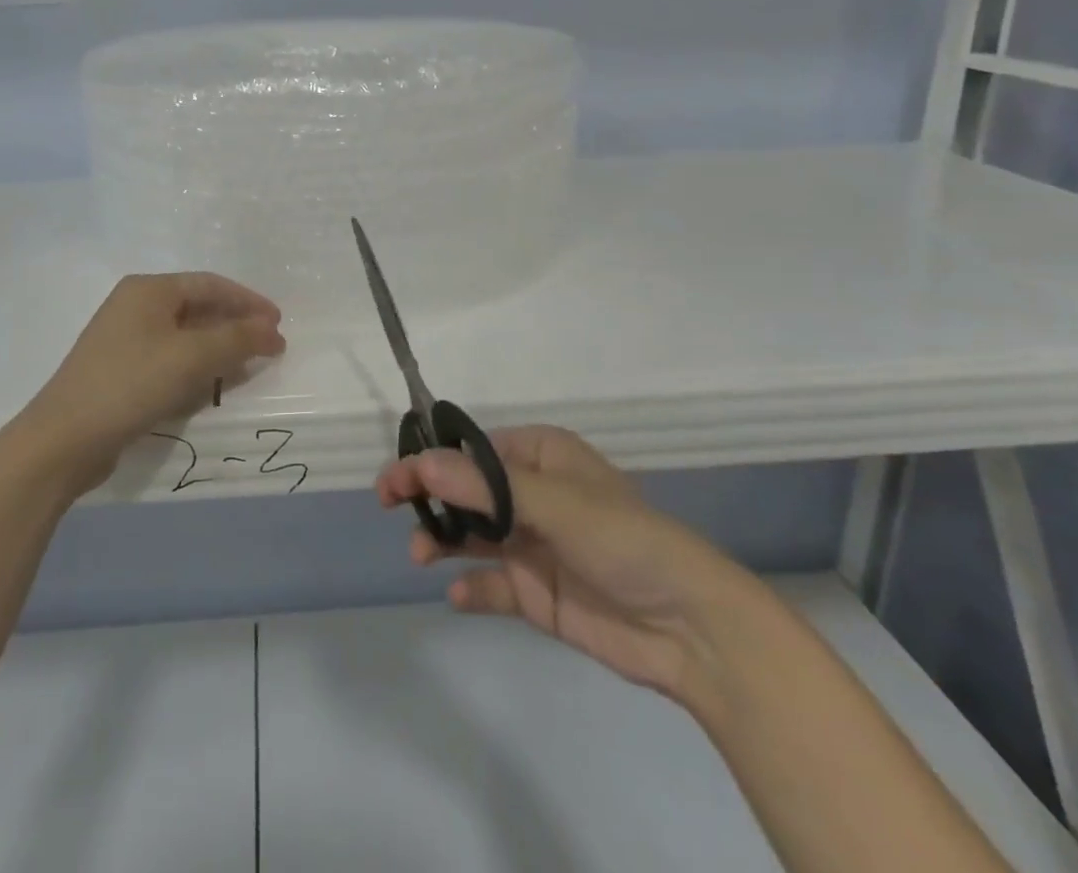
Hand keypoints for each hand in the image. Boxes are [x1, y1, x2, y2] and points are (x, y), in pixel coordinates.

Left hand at [17, 273, 284, 491]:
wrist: (63, 440)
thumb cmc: (131, 384)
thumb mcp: (191, 357)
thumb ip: (237, 339)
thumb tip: (273, 329)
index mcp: (148, 289)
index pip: (210, 285)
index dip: (248, 302)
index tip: (278, 323)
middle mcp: (135, 307)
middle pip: (197, 308)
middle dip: (234, 327)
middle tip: (267, 347)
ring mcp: (124, 340)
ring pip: (184, 337)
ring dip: (217, 350)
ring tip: (246, 368)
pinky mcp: (119, 372)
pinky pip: (168, 361)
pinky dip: (194, 369)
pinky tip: (210, 388)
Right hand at [376, 425, 756, 707]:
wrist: (688, 629)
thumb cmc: (623, 540)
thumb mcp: (554, 503)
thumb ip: (486, 487)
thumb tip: (422, 463)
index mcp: (541, 457)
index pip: (473, 449)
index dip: (433, 458)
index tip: (398, 476)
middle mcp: (532, 494)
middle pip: (466, 489)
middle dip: (429, 496)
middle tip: (389, 505)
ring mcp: (533, 544)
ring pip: (471, 535)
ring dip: (441, 540)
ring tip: (419, 556)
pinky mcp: (536, 592)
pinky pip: (491, 584)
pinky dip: (471, 588)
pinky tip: (459, 597)